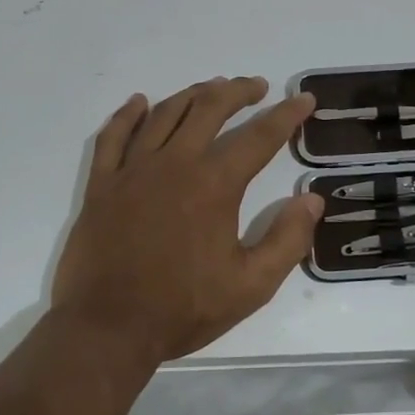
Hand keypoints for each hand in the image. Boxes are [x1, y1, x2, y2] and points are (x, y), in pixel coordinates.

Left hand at [52, 77, 323, 366]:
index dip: (286, 115)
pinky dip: (128, 114)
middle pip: (209, 109)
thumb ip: (287, 239)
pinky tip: (140, 102)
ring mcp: (133, 170)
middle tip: (256, 87)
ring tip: (211, 88)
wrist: (108, 328)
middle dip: (238, 92)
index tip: (303, 99)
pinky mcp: (102, 184)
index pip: (259, 137)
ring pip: (165, 113)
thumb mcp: (252, 285)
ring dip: (192, 94)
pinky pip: (113, 136)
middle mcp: (175, 164)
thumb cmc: (183, 308)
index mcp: (214, 185)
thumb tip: (311, 199)